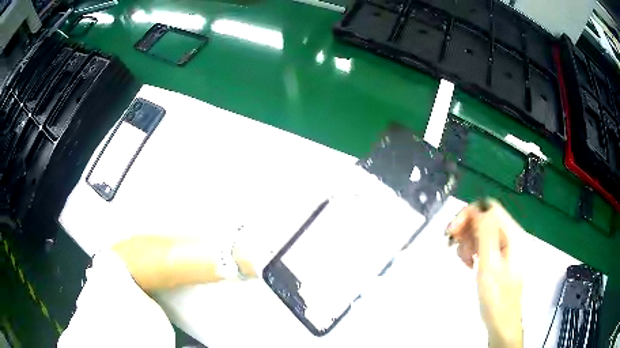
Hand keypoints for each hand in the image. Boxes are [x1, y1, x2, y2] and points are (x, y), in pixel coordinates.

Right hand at [446, 199, 523, 347]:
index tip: (452, 232)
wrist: (502, 322)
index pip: (489, 208)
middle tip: (452, 245)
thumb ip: (486, 235)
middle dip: (466, 228)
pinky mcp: (501, 256)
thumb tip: (478, 209)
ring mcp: (506, 246)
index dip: (469, 214)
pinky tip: (469, 263)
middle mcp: (511, 235)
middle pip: (485, 217)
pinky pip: (484, 243)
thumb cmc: (496, 298)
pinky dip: (473, 250)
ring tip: (464, 261)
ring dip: (468, 241)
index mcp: (513, 234)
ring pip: (482, 230)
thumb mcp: (490, 266)